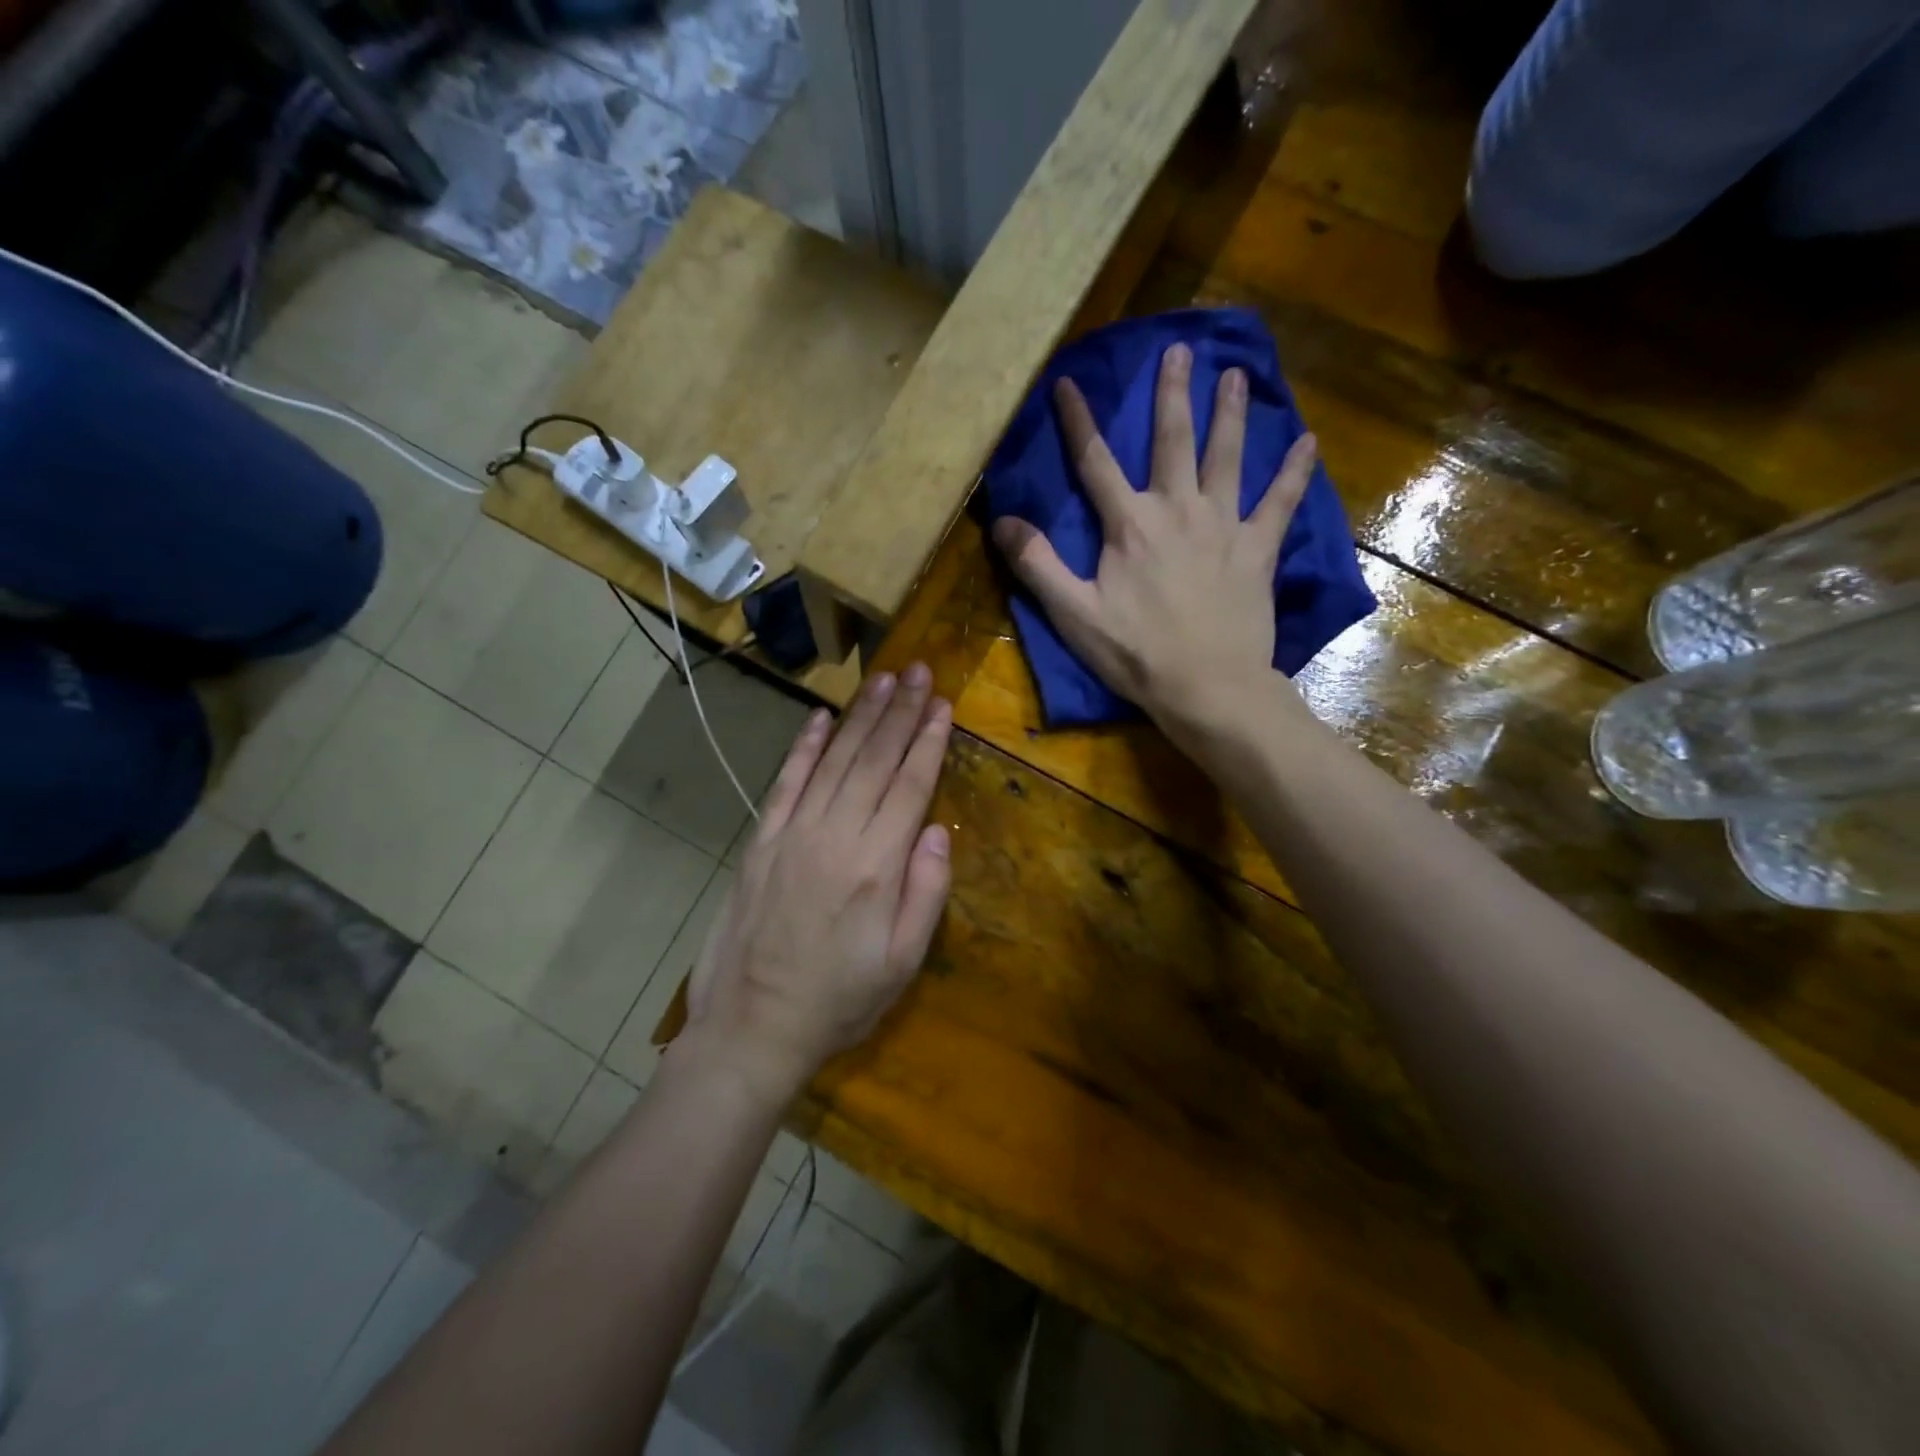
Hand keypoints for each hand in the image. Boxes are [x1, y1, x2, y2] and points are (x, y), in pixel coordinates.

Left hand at [680, 664, 953, 1104]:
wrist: (752, 1028)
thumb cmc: (839, 1001)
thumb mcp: (902, 964)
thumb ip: (926, 893)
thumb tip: (937, 830)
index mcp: (875, 866)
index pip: (909, 786)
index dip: (928, 742)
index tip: (943, 705)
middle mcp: (834, 836)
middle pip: (873, 760)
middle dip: (900, 712)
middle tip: (919, 671)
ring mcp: (792, 833)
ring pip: (833, 760)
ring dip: (861, 717)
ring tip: (884, 680)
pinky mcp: (761, 841)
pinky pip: (786, 781)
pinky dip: (804, 746)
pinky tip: (821, 717)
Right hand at [992, 344, 1315, 745]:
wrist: (1207, 686)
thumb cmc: (1136, 653)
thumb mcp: (1074, 614)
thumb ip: (1038, 565)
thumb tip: (1003, 520)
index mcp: (1129, 525)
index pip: (1096, 462)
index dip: (1079, 421)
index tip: (1068, 382)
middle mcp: (1178, 510)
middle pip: (1173, 441)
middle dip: (1172, 393)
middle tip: (1180, 349)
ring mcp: (1223, 526)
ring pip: (1227, 457)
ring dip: (1230, 414)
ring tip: (1235, 375)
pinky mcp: (1257, 549)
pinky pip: (1280, 502)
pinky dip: (1294, 472)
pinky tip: (1308, 442)